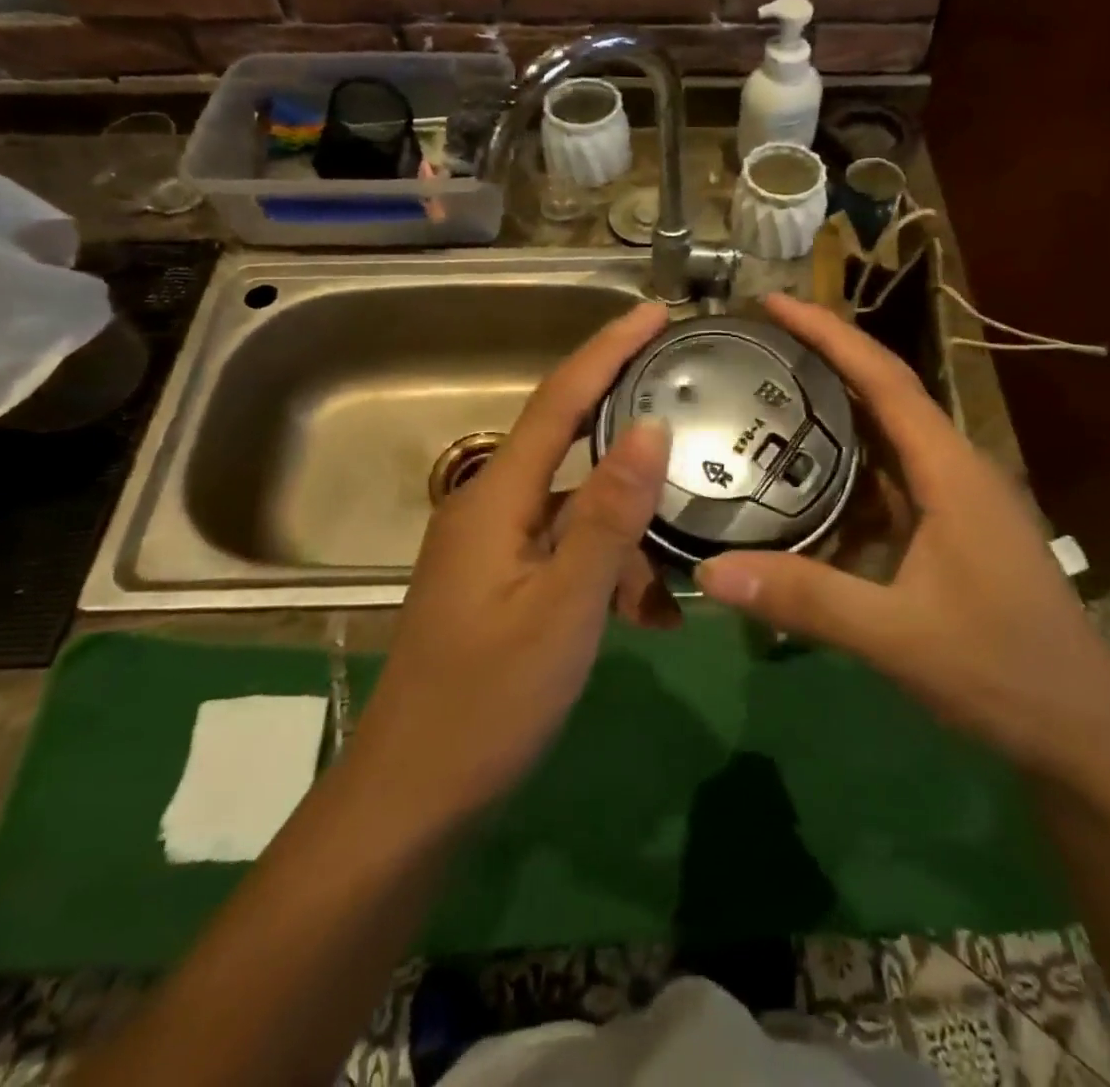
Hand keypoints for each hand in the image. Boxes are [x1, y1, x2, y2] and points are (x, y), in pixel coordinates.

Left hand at [348, 303, 672, 822]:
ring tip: (677, 585)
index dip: (606, 350)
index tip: (654, 313)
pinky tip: (648, 618)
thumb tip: (651, 427)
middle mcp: (490, 507)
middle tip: (695, 422)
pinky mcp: (504, 584)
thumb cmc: (487, 701)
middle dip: (632, 439)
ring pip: (578, 513)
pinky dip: (609, 572)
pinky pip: (568, 555)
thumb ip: (608, 515)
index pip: (558, 400)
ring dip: (630, 538)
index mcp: (496, 498)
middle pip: (571, 448)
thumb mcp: (564, 607)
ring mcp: (495, 549)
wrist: (414, 796)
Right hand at [694, 294, 1109, 777]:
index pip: (884, 378)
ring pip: (886, 442)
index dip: (828, 333)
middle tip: (754, 347)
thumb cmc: (1003, 670)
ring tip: (766, 402)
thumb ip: (806, 599)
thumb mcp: (897, 635)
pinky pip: (890, 485)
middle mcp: (956, 470)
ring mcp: (957, 503)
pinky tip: (802, 488)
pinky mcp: (952, 533)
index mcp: (951, 470)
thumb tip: (708, 572)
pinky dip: (845, 474)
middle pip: (884, 395)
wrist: (1083, 732)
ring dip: (833, 417)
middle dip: (824, 361)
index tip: (772, 302)